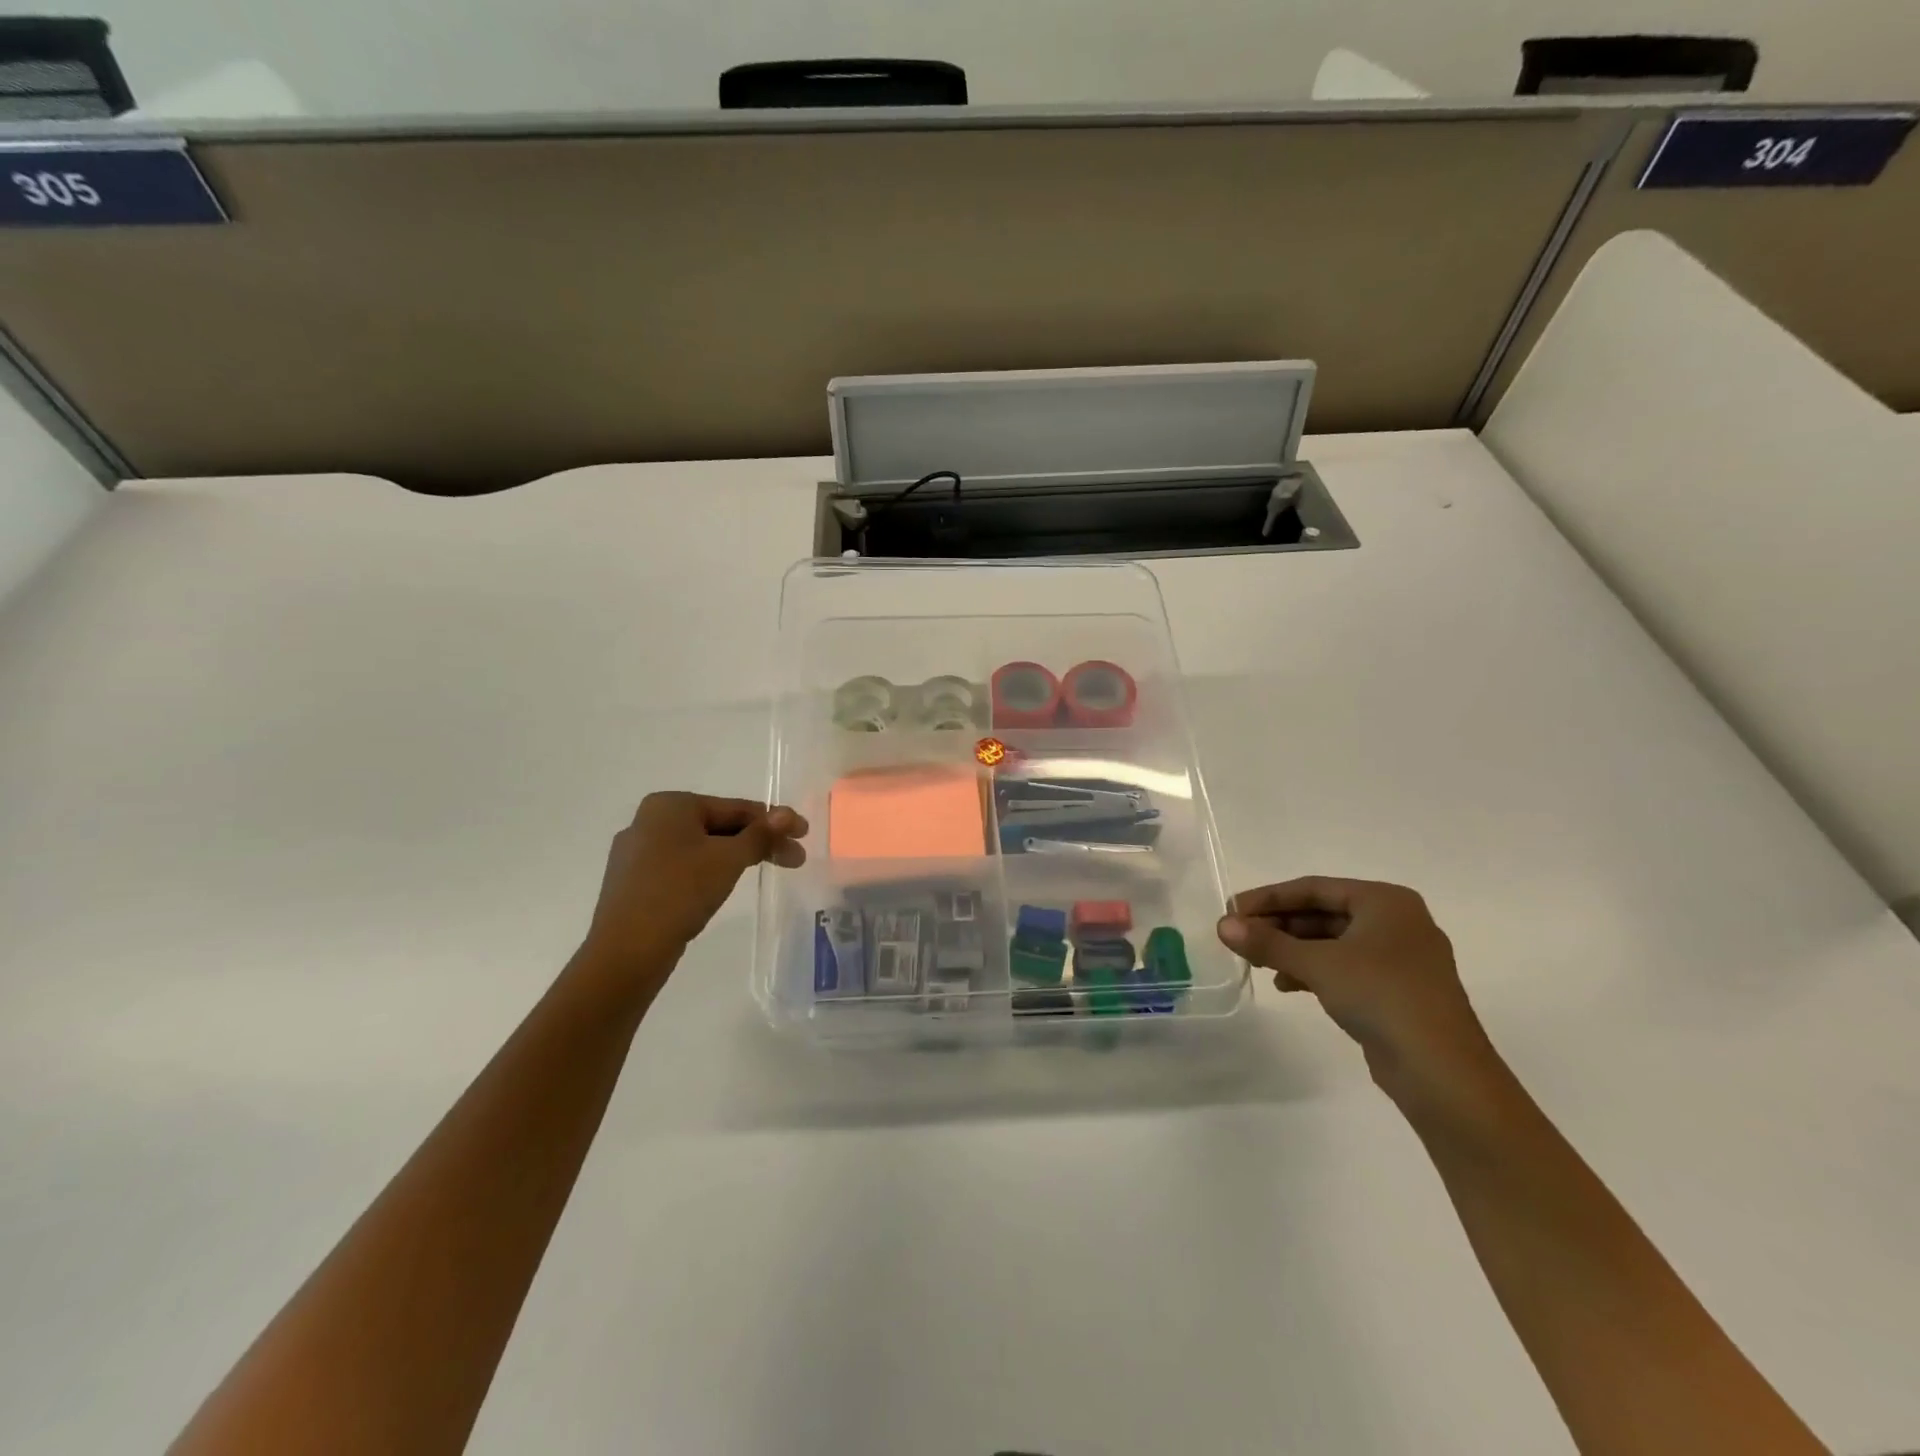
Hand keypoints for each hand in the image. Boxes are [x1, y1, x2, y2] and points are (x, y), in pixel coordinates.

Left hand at [584, 793, 807, 975]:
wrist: (626, 951)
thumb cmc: (680, 891)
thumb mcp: (729, 859)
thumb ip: (761, 834)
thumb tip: (788, 813)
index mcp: (670, 805)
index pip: (735, 808)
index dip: (774, 821)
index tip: (803, 834)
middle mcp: (649, 821)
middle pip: (719, 826)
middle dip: (759, 842)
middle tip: (794, 860)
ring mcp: (638, 854)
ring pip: (702, 848)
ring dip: (737, 858)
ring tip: (766, 872)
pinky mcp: (635, 883)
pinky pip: (683, 868)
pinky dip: (710, 872)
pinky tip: (724, 886)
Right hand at [1218, 878, 1507, 1117]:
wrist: (1443, 1073)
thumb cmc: (1381, 996)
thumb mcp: (1317, 964)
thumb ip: (1268, 943)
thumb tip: (1222, 925)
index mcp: (1385, 901)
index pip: (1313, 888)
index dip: (1268, 898)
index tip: (1231, 910)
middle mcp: (1396, 922)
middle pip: (1323, 913)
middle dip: (1279, 925)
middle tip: (1239, 937)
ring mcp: (1400, 958)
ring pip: (1332, 942)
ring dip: (1292, 950)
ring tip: (1257, 963)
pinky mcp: (1397, 991)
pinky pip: (1345, 967)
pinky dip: (1314, 971)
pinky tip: (1287, 985)